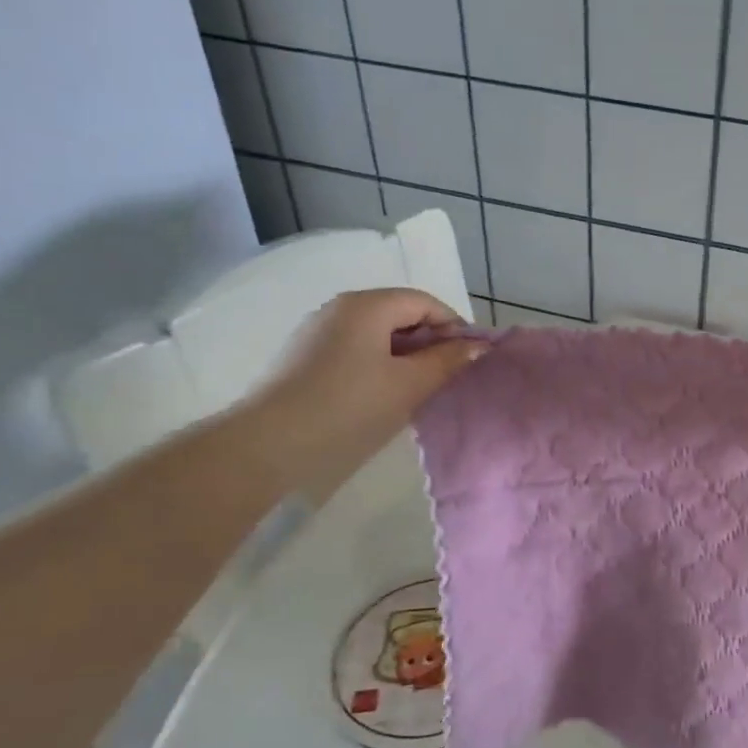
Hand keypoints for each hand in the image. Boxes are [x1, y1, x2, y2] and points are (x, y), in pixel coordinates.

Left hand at [240, 288, 483, 501]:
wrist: (269, 444)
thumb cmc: (349, 407)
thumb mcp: (409, 385)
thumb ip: (447, 361)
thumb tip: (478, 345)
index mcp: (367, 305)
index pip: (425, 302)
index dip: (454, 327)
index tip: (470, 360)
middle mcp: (341, 307)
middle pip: (400, 313)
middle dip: (430, 341)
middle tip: (448, 377)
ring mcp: (318, 330)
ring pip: (377, 333)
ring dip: (406, 355)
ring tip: (419, 388)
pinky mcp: (304, 356)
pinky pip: (355, 348)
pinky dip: (379, 363)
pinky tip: (383, 394)